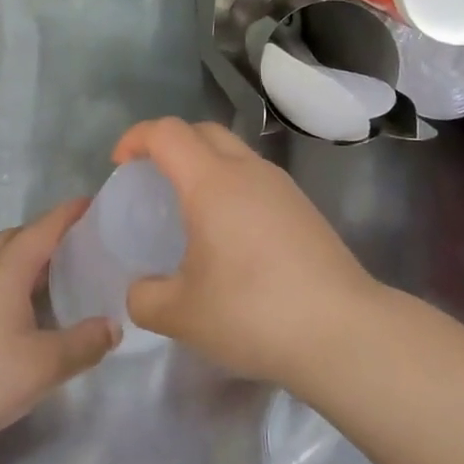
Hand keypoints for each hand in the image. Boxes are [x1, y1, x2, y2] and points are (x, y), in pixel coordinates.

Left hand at [0, 199, 119, 450]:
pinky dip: (15, 282)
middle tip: (80, 243)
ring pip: (1, 260)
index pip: (44, 228)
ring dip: (29, 259)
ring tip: (58, 275)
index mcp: (8, 270)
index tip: (95, 203)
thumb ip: (84, 343)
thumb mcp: (46, 364)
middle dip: (48, 233)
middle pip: (18, 237)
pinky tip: (27, 310)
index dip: (70, 213)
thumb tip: (113, 326)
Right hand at [115, 118, 376, 384]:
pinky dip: (231, 187)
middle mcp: (248, 171)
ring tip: (189, 210)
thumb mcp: (182, 315)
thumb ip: (145, 298)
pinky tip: (230, 236)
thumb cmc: (254, 313)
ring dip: (204, 165)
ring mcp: (282, 187)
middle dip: (169, 144)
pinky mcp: (304, 209)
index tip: (120, 165)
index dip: (136, 139)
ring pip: (234, 153)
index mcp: (212, 182)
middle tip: (151, 181)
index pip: (167, 132)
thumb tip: (141, 291)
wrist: (343, 331)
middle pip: (202, 131)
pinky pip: (256, 179)